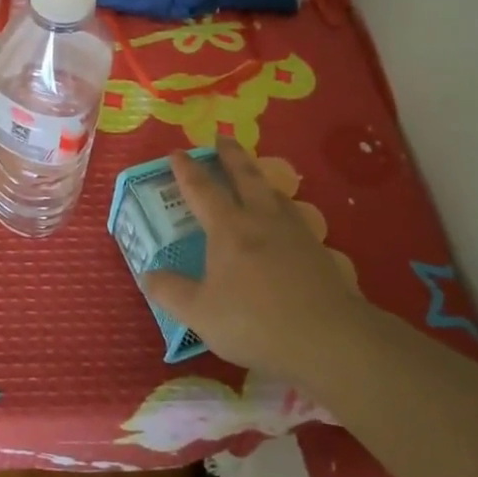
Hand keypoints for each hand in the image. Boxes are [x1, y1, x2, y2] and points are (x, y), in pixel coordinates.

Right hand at [143, 139, 361, 384]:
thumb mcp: (200, 313)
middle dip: (231, 155)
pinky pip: (297, 219)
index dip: (186, 170)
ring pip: (275, 194)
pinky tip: (289, 224)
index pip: (202, 189)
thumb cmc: (256, 321)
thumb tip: (147, 275)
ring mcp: (296, 233)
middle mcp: (262, 220)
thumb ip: (171, 292)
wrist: (330, 338)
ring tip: (256, 176)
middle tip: (222, 138)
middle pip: (245, 176)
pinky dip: (286, 211)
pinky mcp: (320, 252)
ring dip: (261, 179)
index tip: (177, 152)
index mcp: (228, 228)